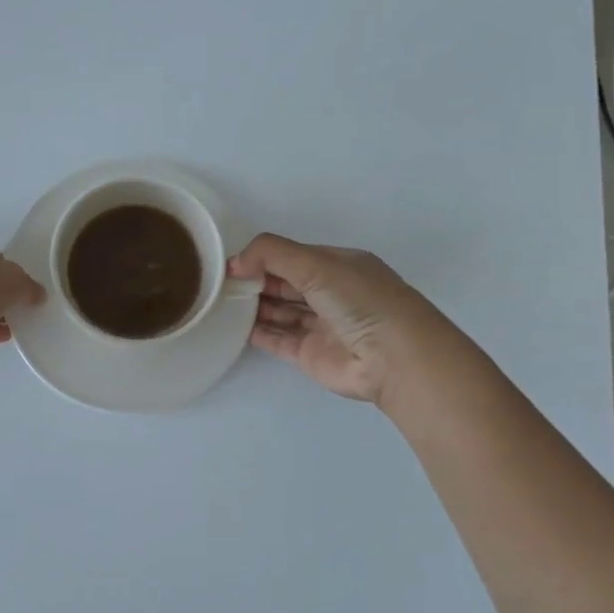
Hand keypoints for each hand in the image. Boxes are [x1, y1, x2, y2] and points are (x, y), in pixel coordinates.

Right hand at [228, 233, 449, 406]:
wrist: (394, 358)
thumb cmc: (359, 300)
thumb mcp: (316, 263)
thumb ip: (271, 254)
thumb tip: (234, 262)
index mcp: (338, 265)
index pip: (293, 257)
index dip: (262, 258)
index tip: (230, 264)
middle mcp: (330, 293)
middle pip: (285, 283)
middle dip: (255, 281)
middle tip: (219, 284)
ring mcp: (321, 325)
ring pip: (281, 311)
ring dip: (255, 306)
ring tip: (221, 303)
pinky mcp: (311, 354)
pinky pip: (279, 339)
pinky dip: (258, 332)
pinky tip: (235, 326)